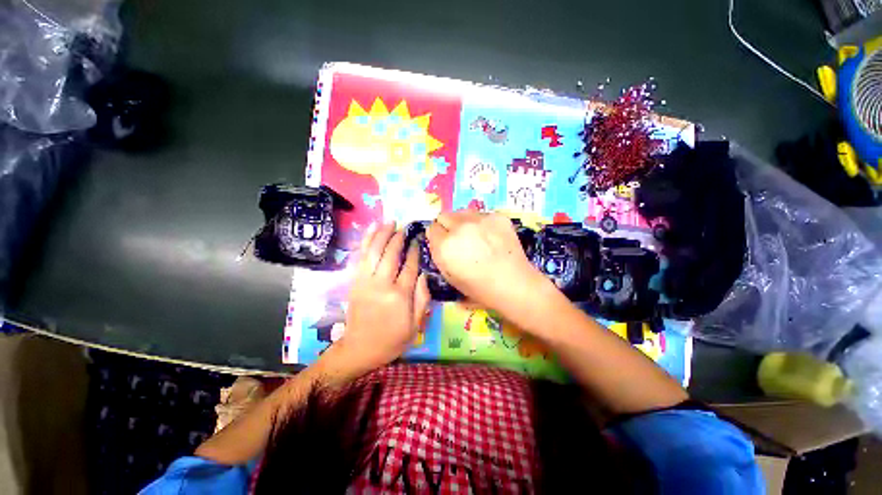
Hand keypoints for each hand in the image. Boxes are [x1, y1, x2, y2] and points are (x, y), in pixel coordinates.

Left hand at [327, 222, 429, 378]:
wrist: (360, 349)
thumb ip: (422, 298)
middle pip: (391, 253)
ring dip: (382, 233)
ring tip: (390, 221)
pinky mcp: (355, 281)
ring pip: (374, 250)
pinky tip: (371, 229)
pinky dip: (366, 241)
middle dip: (398, 237)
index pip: (409, 266)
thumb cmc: (392, 339)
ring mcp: (365, 281)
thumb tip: (424, 274)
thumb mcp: (415, 325)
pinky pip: (361, 256)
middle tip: (405, 227)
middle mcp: (382, 284)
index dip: (414, 250)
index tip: (418, 239)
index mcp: (399, 295)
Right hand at [426, 211, 556, 323]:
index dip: (437, 238)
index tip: (444, 244)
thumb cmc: (479, 287)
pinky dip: (481, 223)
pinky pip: (481, 214)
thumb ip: (439, 254)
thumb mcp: (450, 276)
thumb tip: (438, 238)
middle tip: (458, 239)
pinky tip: (490, 237)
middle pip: (444, 216)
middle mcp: (460, 228)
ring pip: (461, 212)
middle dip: (447, 227)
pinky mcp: (497, 216)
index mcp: (445, 246)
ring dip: (463, 222)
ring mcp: (480, 219)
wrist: (514, 283)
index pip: (431, 229)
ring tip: (475, 236)